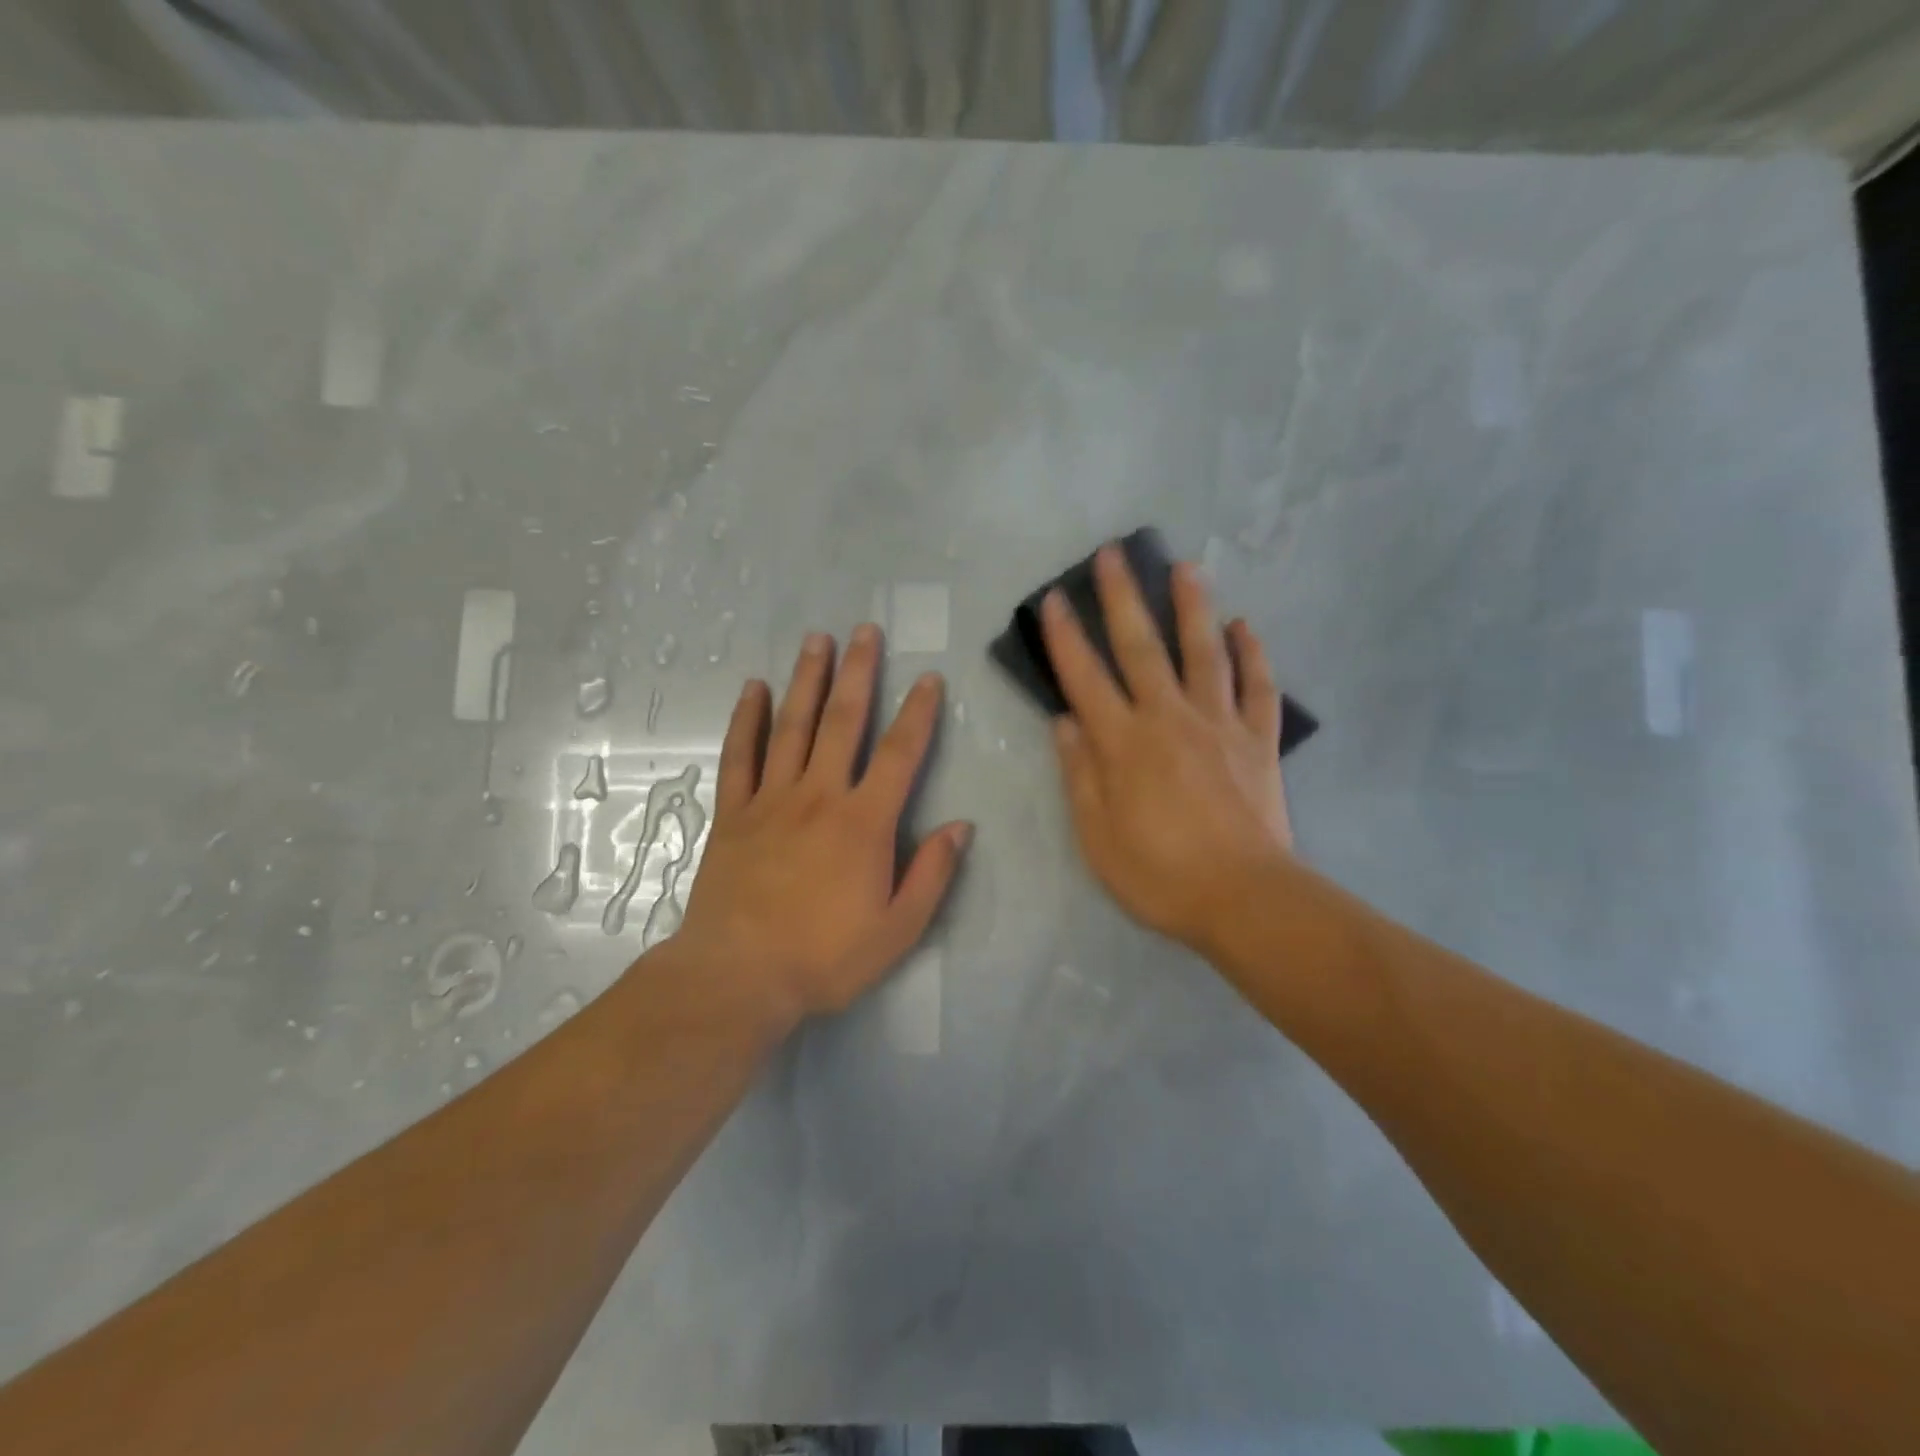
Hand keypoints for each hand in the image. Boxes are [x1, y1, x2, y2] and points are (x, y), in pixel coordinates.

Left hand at [674, 625, 972, 1030]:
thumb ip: (932, 874)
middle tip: (865, 630)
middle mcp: (819, 796)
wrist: (737, 977)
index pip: (900, 754)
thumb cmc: (824, 958)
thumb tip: (961, 826)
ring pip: (791, 726)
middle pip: (842, 722)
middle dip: (858, 673)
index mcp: (864, 822)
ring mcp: (771, 800)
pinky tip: (753, 689)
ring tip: (816, 639)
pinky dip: (747, 719)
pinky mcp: (733, 814)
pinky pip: (740, 755)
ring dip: (807, 679)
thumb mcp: (897, 930)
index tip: (928, 678)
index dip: (918, 714)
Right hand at [1042, 545, 1292, 957]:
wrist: (1244, 899)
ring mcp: (1219, 724)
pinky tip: (1245, 626)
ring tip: (1185, 567)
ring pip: (1205, 652)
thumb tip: (1064, 722)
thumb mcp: (1097, 837)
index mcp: (1123, 744)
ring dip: (1193, 607)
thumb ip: (1079, 775)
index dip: (1066, 637)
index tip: (1055, 599)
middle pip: (1142, 647)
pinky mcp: (1258, 741)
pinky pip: (1258, 687)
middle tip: (1114, 553)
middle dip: (1123, 598)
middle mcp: (1169, 719)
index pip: (1085, 678)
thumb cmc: (1159, 875)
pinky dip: (1253, 654)